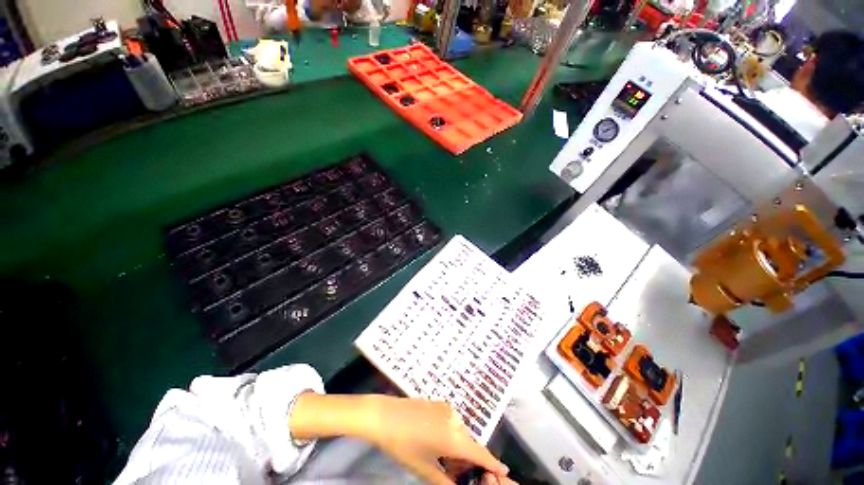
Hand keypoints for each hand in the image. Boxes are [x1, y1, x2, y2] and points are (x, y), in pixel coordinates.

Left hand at [360, 396, 509, 484]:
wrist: (384, 415)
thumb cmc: (403, 445)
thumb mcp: (424, 469)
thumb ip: (446, 481)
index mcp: (454, 438)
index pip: (481, 453)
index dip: (493, 463)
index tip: (504, 470)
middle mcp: (455, 420)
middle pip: (470, 443)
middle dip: (469, 459)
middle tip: (457, 473)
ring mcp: (447, 408)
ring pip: (461, 432)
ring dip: (459, 446)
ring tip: (443, 459)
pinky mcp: (439, 403)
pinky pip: (452, 421)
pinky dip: (451, 434)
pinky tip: (436, 441)